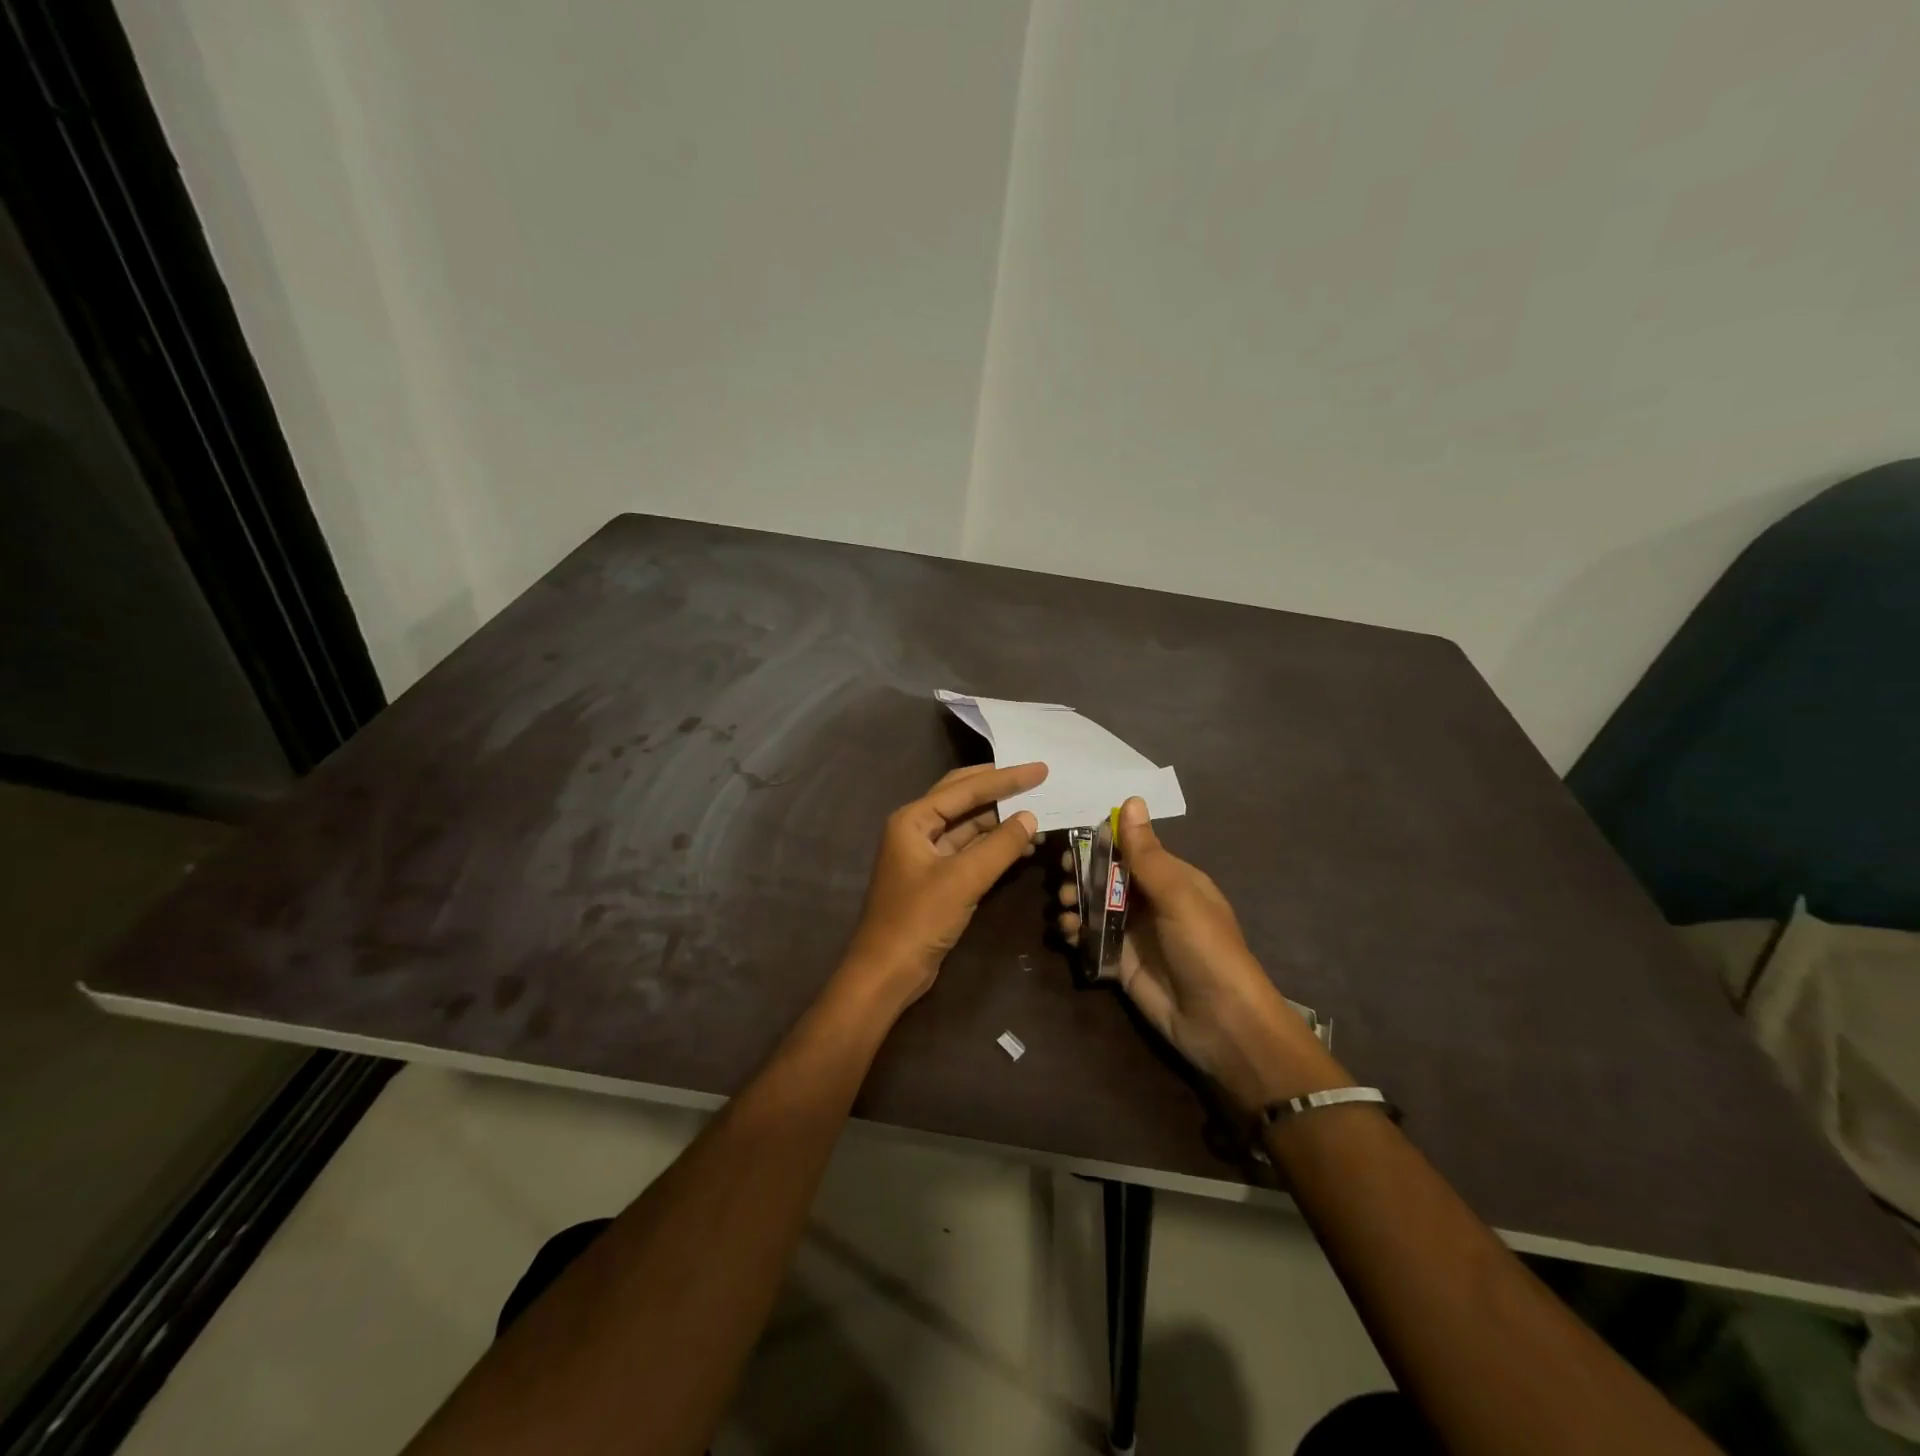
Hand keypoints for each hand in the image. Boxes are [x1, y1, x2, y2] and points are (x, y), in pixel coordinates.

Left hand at [841, 762, 1045, 1014]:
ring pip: (968, 825)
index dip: (1005, 778)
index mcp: (913, 820)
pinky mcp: (936, 878)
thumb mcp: (963, 880)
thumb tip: (1031, 817)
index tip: (1040, 769)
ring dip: (999, 819)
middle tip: (1036, 778)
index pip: (965, 788)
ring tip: (1037, 812)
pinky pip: (969, 850)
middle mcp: (917, 829)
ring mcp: (926, 854)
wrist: (886, 973)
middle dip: (999, 788)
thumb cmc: (918, 920)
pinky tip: (1020, 845)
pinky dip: (993, 845)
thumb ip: (999, 846)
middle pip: (963, 798)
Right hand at [1054, 797, 1339, 1110]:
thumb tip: (1131, 799)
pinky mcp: (1120, 962)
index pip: (1130, 849)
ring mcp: (1133, 932)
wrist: (1220, 1022)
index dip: (1099, 843)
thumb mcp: (1177, 896)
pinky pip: (1090, 938)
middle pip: (1106, 877)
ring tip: (1064, 908)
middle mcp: (1150, 901)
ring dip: (1073, 902)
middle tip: (1063, 880)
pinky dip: (1074, 931)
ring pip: (1093, 906)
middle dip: (1081, 874)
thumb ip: (1146, 853)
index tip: (1071, 842)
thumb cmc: (1205, 948)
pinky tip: (1067, 932)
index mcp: (1170, 879)